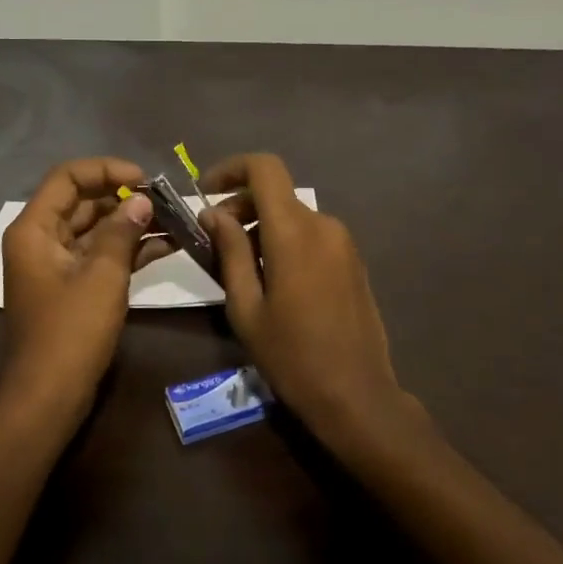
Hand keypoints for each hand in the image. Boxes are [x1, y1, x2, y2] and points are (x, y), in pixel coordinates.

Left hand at [0, 157, 160, 421]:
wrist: (49, 397)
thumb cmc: (71, 331)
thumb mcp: (102, 276)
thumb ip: (122, 231)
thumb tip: (142, 200)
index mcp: (34, 229)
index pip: (68, 178)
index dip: (106, 170)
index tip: (145, 178)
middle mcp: (42, 240)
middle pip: (83, 201)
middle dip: (125, 197)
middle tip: (167, 200)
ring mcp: (57, 264)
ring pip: (96, 229)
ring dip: (131, 223)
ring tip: (175, 218)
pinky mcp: (74, 287)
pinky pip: (101, 255)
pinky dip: (129, 249)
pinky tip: (168, 244)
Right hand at [196, 153, 418, 446]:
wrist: (357, 395)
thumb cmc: (291, 355)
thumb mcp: (246, 306)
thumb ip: (230, 251)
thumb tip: (213, 213)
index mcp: (294, 231)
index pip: (265, 168)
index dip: (231, 168)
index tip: (205, 191)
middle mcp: (323, 225)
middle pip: (276, 193)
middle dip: (241, 204)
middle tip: (214, 239)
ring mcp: (344, 243)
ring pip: (294, 214)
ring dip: (262, 225)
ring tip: (239, 265)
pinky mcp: (353, 261)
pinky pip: (312, 234)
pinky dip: (285, 240)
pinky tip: (272, 278)